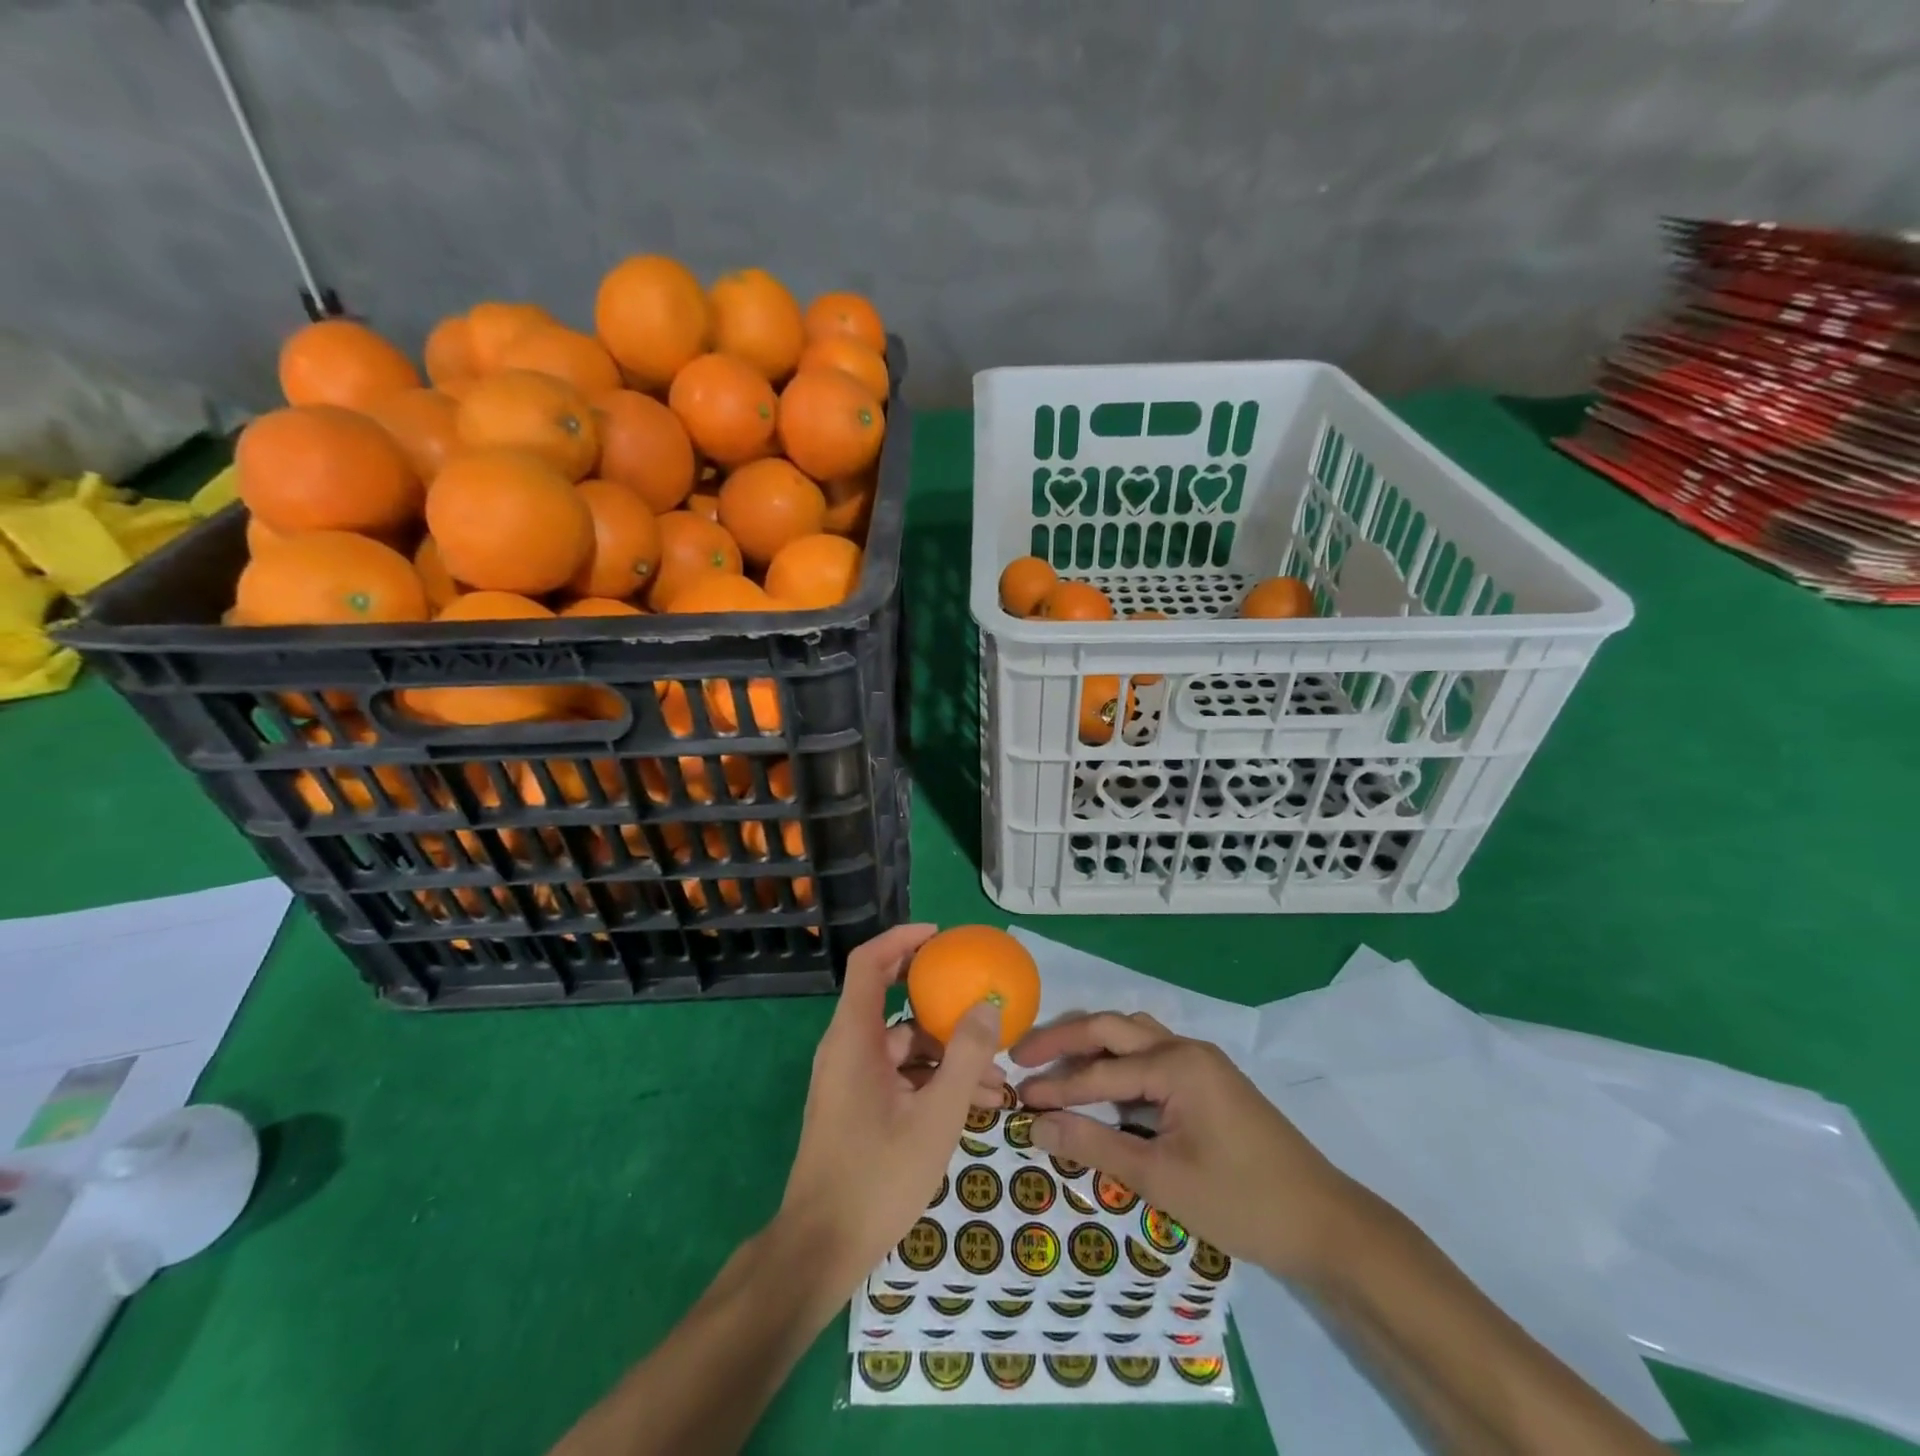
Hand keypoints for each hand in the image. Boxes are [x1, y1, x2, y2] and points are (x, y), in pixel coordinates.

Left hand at [776, 924, 1005, 1301]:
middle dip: (941, 1004)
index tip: (941, 938)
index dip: (902, 939)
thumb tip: (989, 1006)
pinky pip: (899, 1076)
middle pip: (892, 1002)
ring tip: (999, 1080)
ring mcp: (851, 1079)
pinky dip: (933, 1081)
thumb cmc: (877, 1177)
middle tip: (981, 1003)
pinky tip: (976, 1106)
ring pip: (903, 1047)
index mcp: (854, 1038)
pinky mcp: (858, 1106)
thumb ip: (965, 1057)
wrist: (820, 1251)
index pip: (869, 963)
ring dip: (948, 1055)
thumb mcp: (936, 1117)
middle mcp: (847, 1049)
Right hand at [1012, 1012, 1356, 1279]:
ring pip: (1133, 1034)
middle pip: (1112, 1028)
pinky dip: (1118, 1058)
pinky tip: (1103, 1079)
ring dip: (1092, 1043)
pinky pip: (1151, 1052)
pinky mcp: (1208, 1079)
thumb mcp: (1162, 1180)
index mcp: (1176, 1065)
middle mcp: (1186, 1048)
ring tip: (1055, 1061)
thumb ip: (1096, 1147)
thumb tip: (1037, 1127)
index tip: (1016, 1099)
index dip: (1056, 1087)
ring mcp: (1200, 1061)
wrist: (1325, 1223)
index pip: (1100, 1071)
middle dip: (1064, 1041)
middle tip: (1021, 1056)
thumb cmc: (1241, 1202)